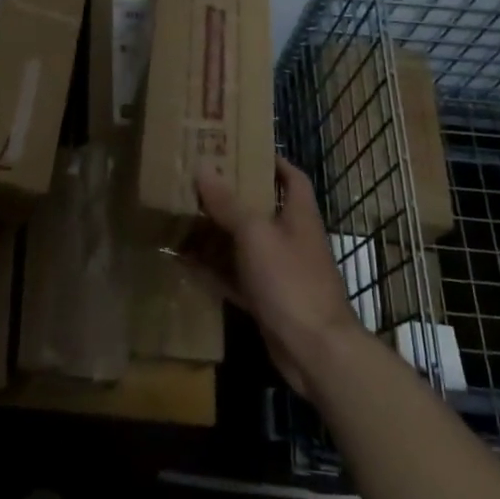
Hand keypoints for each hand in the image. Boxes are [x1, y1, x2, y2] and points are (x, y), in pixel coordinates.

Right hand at [194, 156, 364, 395]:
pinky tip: (185, 261)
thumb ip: (228, 203)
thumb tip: (203, 168)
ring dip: (218, 233)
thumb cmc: (290, 280)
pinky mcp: (267, 300)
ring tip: (184, 214)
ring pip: (245, 245)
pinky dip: (214, 270)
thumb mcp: (255, 234)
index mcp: (299, 216)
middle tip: (198, 180)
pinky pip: (235, 278)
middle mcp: (291, 240)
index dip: (272, 161)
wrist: (315, 350)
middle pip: (262, 209)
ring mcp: (279, 272)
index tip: (242, 148)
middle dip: (233, 195)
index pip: (291, 177)